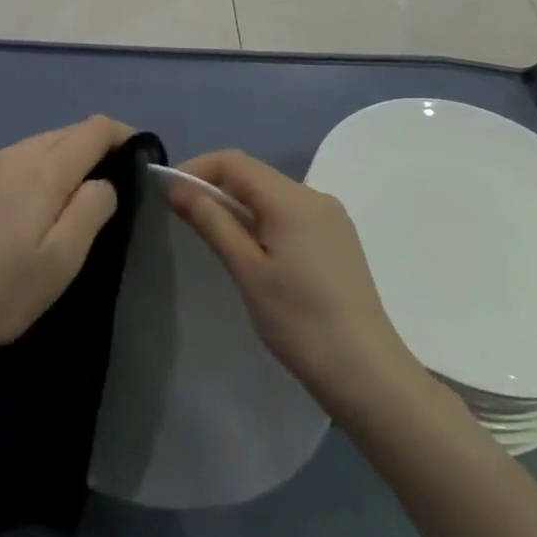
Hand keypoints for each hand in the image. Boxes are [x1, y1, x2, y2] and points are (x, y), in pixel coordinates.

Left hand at [0, 116, 135, 362]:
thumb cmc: (1, 289)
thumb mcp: (61, 259)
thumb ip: (91, 210)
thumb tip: (103, 182)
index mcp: (44, 168)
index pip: (94, 128)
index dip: (123, 135)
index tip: (140, 161)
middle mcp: (15, 153)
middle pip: (68, 131)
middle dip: (97, 148)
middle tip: (114, 188)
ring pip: (42, 143)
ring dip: (67, 159)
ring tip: (76, 199)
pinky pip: (19, 157)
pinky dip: (41, 167)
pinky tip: (35, 205)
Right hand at [167, 150, 410, 409]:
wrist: (368, 374)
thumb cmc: (300, 322)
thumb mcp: (247, 271)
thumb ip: (212, 222)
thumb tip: (178, 188)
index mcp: (292, 199)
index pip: (234, 163)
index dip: (197, 169)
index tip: (168, 194)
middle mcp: (314, 196)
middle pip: (254, 175)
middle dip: (215, 186)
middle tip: (185, 217)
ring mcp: (331, 217)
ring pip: (272, 194)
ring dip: (238, 204)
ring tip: (214, 236)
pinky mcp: (338, 239)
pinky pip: (290, 213)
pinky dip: (262, 219)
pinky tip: (253, 250)